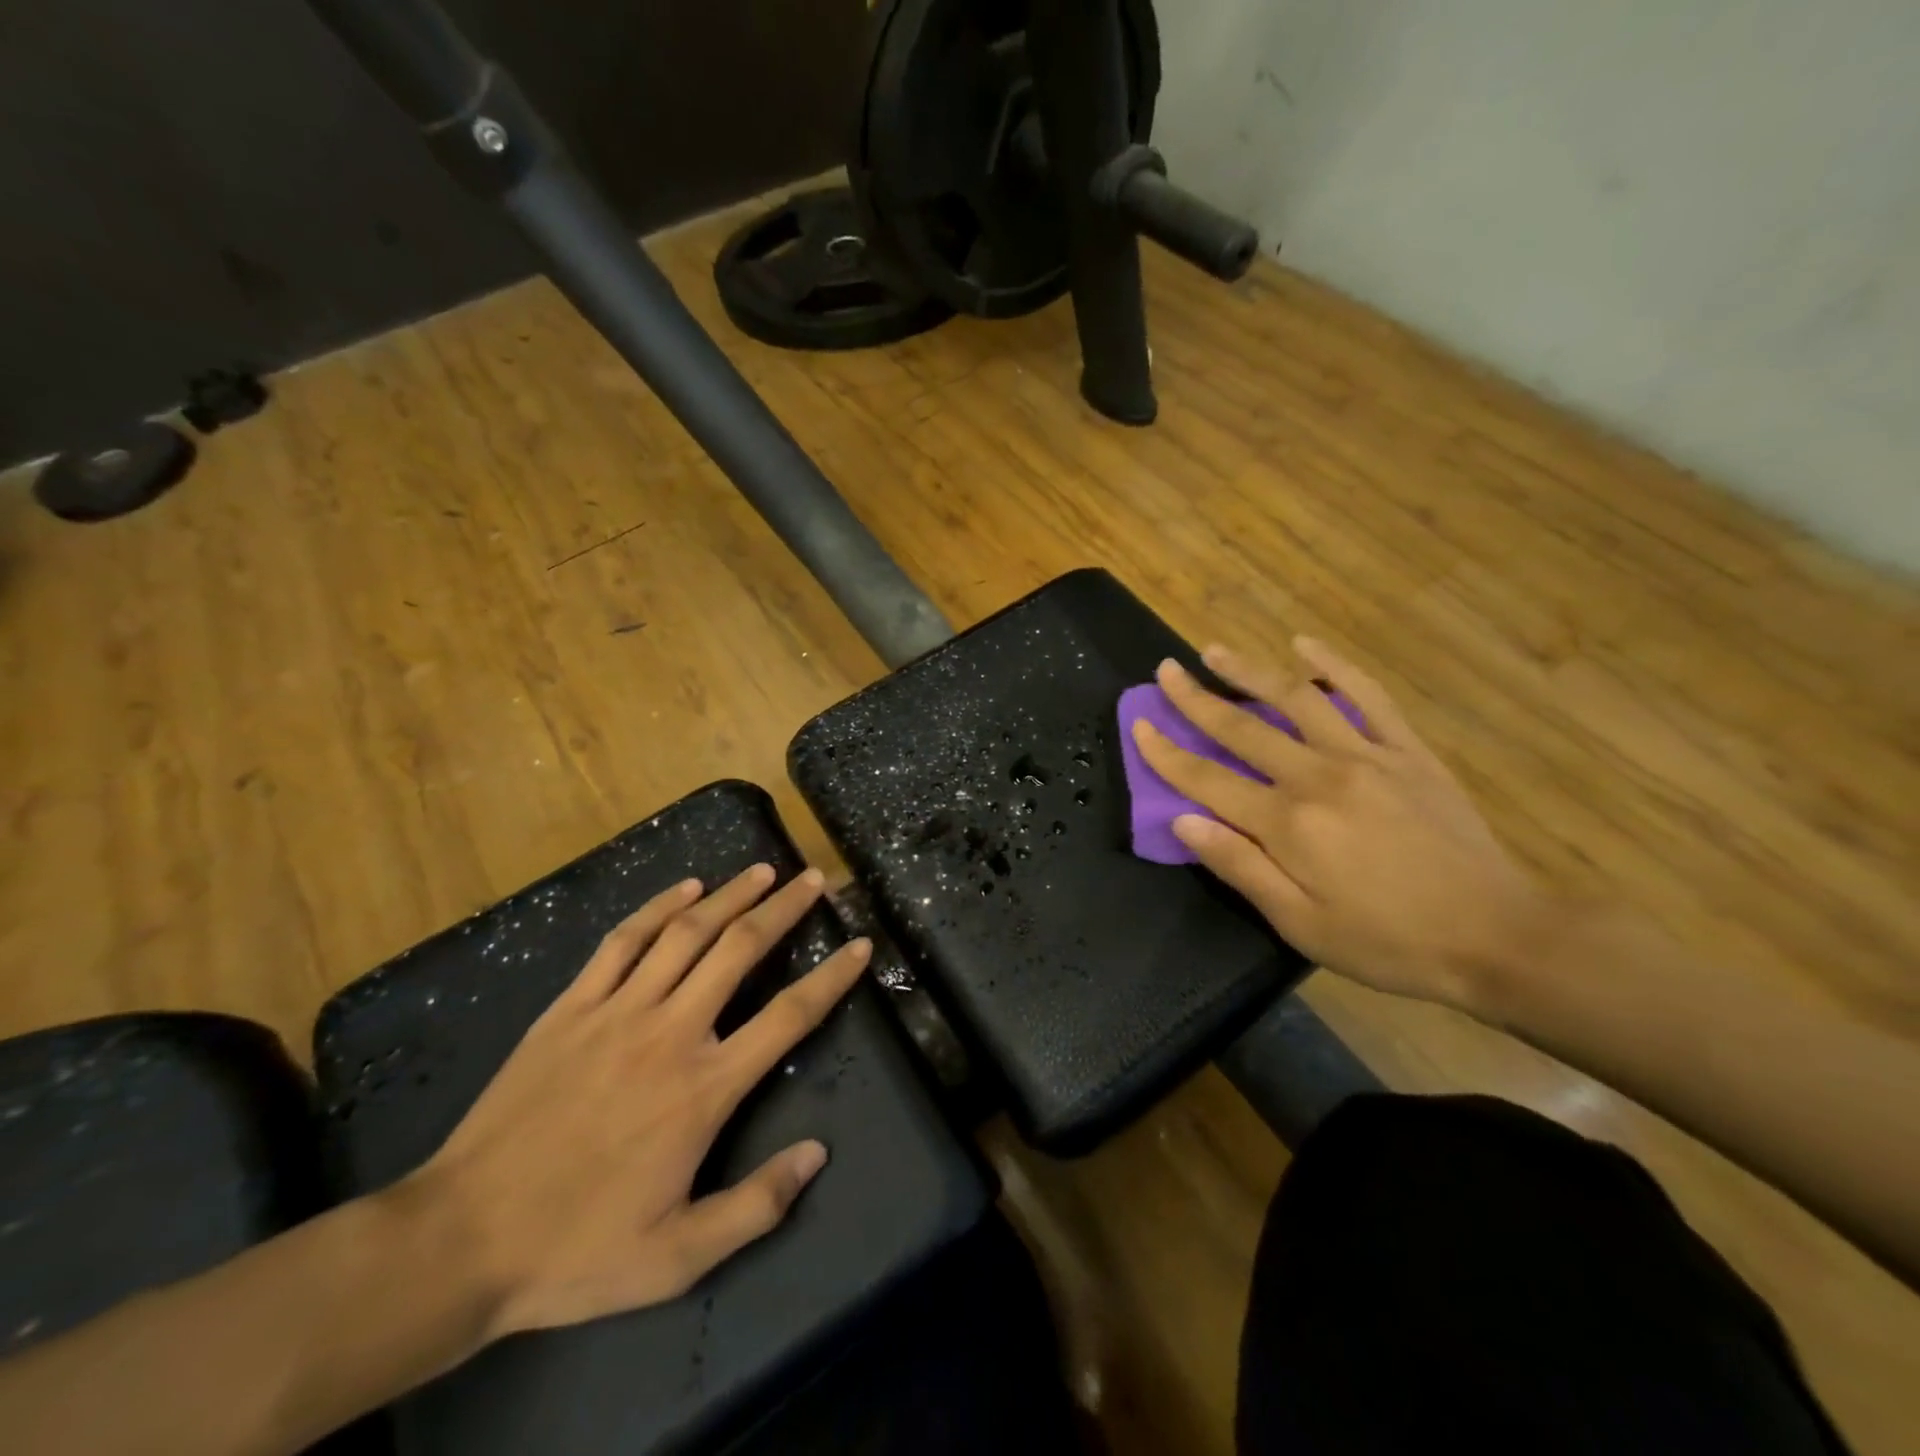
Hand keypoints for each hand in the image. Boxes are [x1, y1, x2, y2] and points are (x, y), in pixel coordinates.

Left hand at [402, 865, 870, 1338]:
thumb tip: (817, 1153)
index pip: (789, 1017)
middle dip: (784, 908)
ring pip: (686, 933)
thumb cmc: (576, 1250)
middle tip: (813, 879)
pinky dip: (658, 907)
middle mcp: (670, 1033)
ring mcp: (617, 1012)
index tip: (860, 944)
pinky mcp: (571, 1007)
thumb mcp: (678, 1257)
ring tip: (763, 870)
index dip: (832, 976)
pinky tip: (685, 888)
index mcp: (704, 1088)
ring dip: (731, 894)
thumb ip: (756, 1205)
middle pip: (741, 950)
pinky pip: (622, 942)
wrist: (458, 1240)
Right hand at [1132, 638, 1546, 1011]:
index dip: (1166, 752)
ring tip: (1215, 650)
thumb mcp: (1301, 925)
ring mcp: (1366, 756)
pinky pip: (1367, 696)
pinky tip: (1306, 644)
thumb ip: (1239, 866)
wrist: (1497, 935)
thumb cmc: (1388, 942)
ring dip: (1250, 671)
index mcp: (1287, 824)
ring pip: (1296, 699)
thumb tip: (1183, 821)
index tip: (1139, 724)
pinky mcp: (1407, 751)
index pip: (1207, 780)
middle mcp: (1318, 777)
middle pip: (1242, 728)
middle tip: (1165, 670)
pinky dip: (1334, 666)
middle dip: (1196, 698)